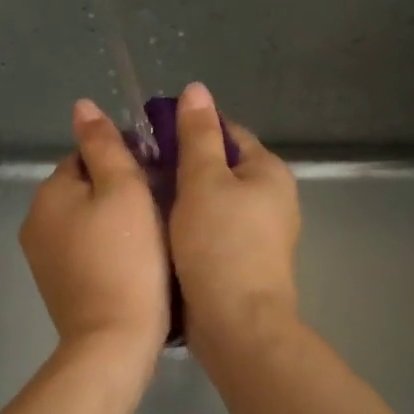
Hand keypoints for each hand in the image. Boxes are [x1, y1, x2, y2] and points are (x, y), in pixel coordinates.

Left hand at [20, 99, 170, 360]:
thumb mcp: (124, 190)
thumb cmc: (128, 259)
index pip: (87, 156)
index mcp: (49, 192)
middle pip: (85, 189)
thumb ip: (104, 145)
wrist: (113, 340)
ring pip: (86, 221)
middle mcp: (36, 220)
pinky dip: (106, 249)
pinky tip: (134, 263)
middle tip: (161, 208)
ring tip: (153, 236)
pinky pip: (84, 250)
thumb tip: (82, 105)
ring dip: (114, 221)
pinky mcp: (57, 285)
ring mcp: (42, 257)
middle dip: (119, 192)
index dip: (126, 161)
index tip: (158, 179)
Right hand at [169, 82, 301, 342]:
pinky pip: (213, 232)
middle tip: (140, 170)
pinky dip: (190, 227)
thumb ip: (197, 135)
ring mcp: (261, 235)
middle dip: (183, 167)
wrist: (237, 324)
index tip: (151, 137)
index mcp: (269, 172)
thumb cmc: (220, 245)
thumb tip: (196, 89)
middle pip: (221, 169)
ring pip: (214, 203)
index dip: (190, 129)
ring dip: (184, 199)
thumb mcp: (203, 181)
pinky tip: (161, 233)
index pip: (228, 133)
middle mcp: (272, 199)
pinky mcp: (244, 263)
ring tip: (143, 199)